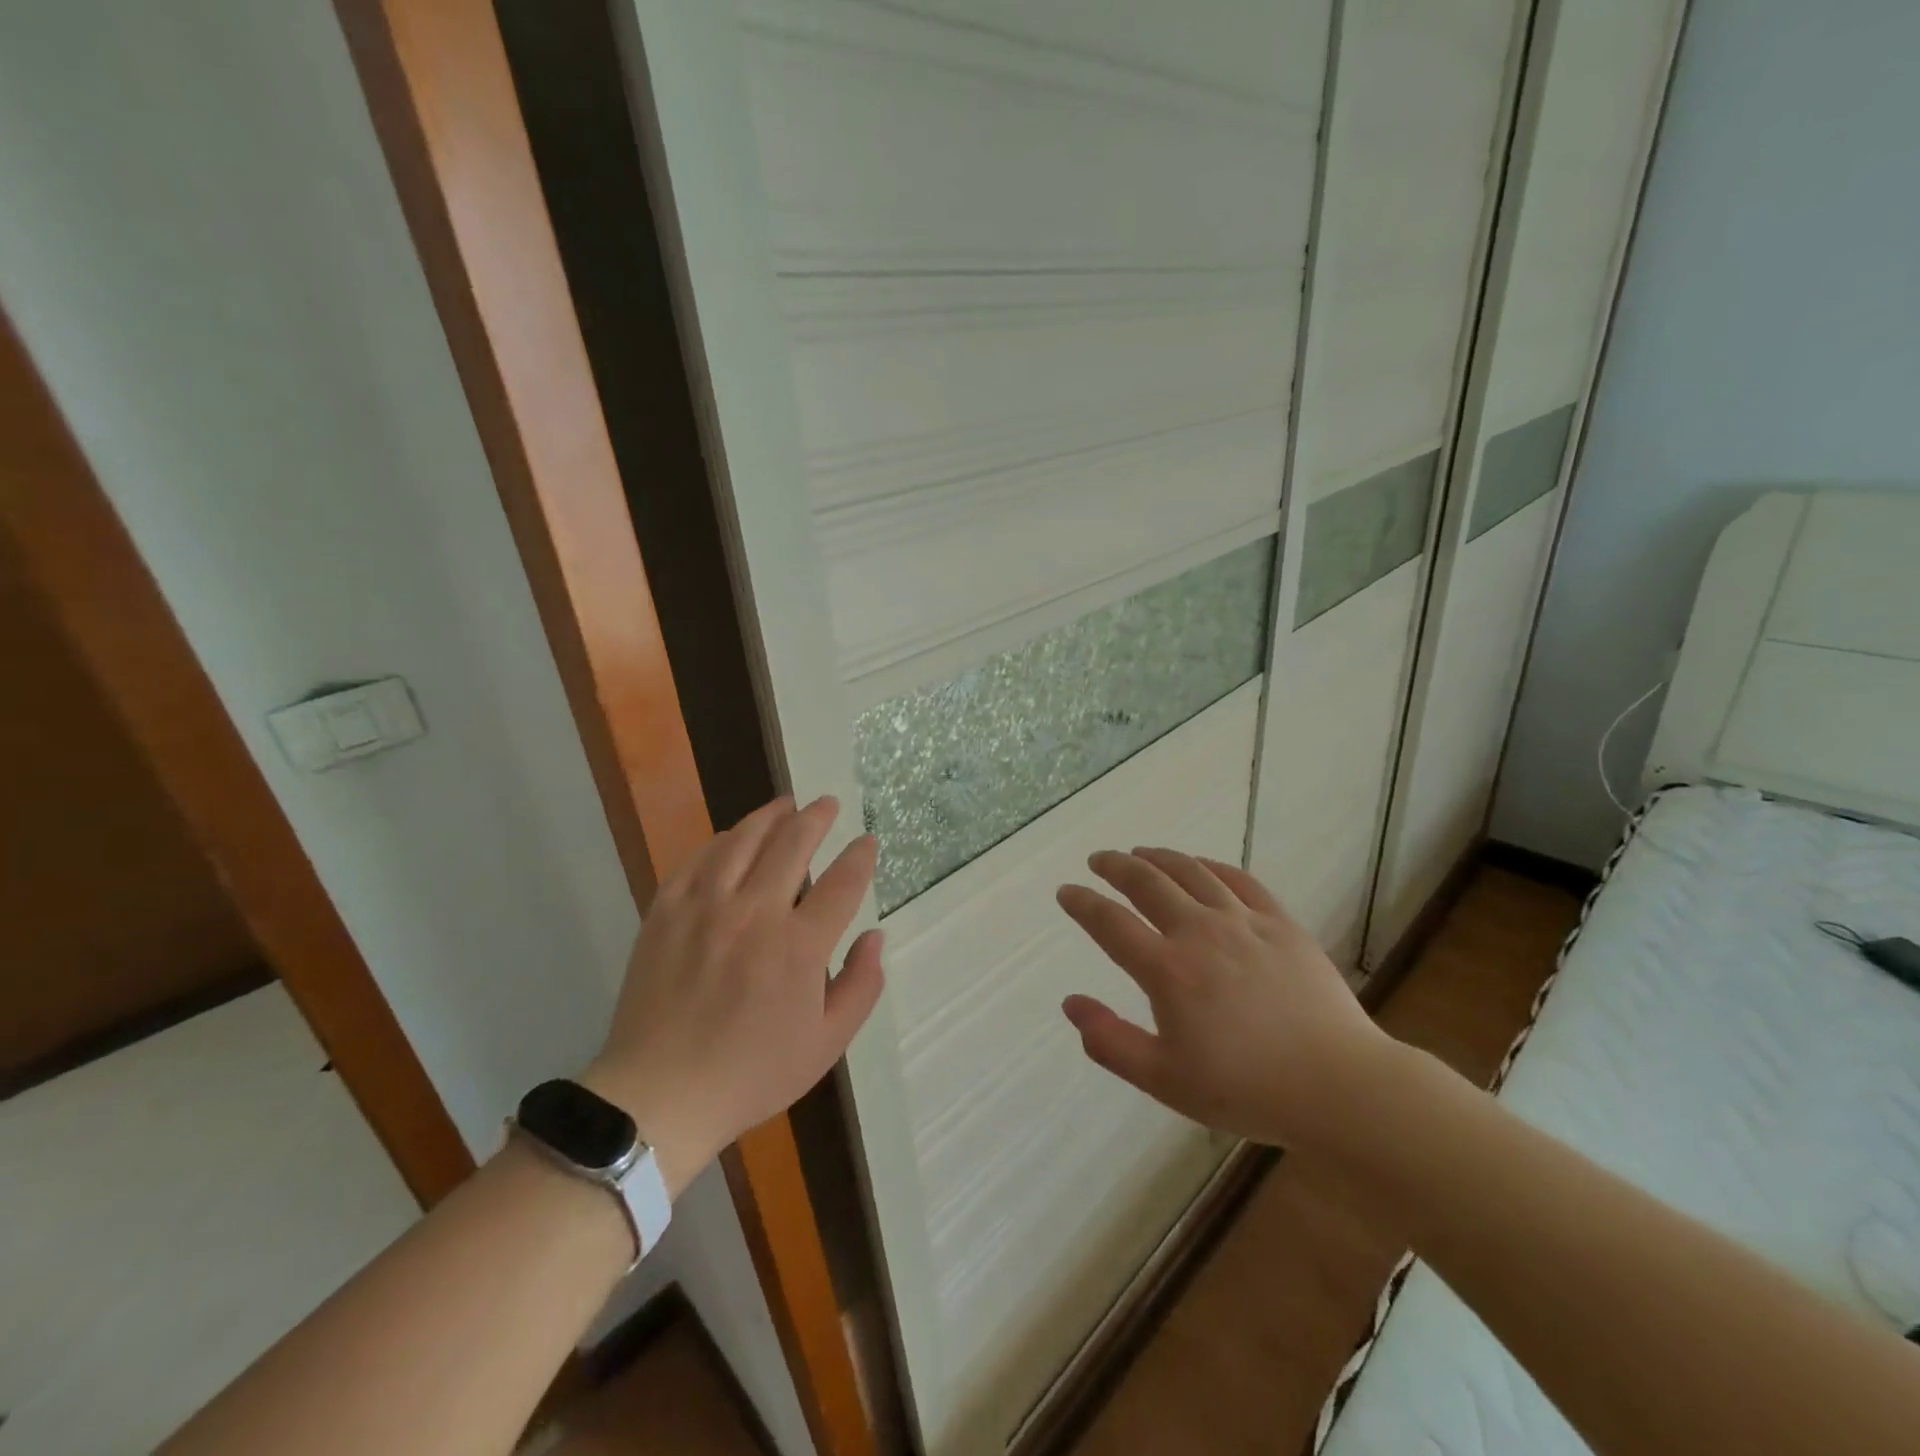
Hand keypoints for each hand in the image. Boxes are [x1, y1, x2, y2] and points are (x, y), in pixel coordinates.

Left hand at [585, 796, 884, 1196]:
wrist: (660, 1094)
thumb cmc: (751, 1074)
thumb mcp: (826, 1044)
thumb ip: (861, 986)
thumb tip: (874, 936)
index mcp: (799, 947)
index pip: (842, 883)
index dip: (859, 856)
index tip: (867, 841)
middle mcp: (755, 914)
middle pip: (793, 844)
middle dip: (817, 818)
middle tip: (827, 804)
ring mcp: (705, 908)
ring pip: (743, 840)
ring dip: (769, 816)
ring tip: (785, 804)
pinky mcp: (666, 912)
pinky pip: (697, 860)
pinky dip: (720, 841)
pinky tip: (731, 837)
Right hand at [1056, 848, 1392, 1155]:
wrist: (1338, 1086)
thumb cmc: (1245, 1089)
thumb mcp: (1164, 1080)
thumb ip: (1110, 1042)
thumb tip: (1071, 1003)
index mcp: (1167, 970)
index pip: (1110, 923)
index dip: (1082, 903)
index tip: (1066, 891)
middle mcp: (1199, 932)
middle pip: (1147, 882)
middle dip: (1116, 866)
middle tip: (1099, 860)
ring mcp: (1243, 922)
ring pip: (1191, 872)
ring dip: (1159, 857)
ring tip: (1141, 852)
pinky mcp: (1280, 923)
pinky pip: (1240, 880)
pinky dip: (1212, 866)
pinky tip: (1201, 865)